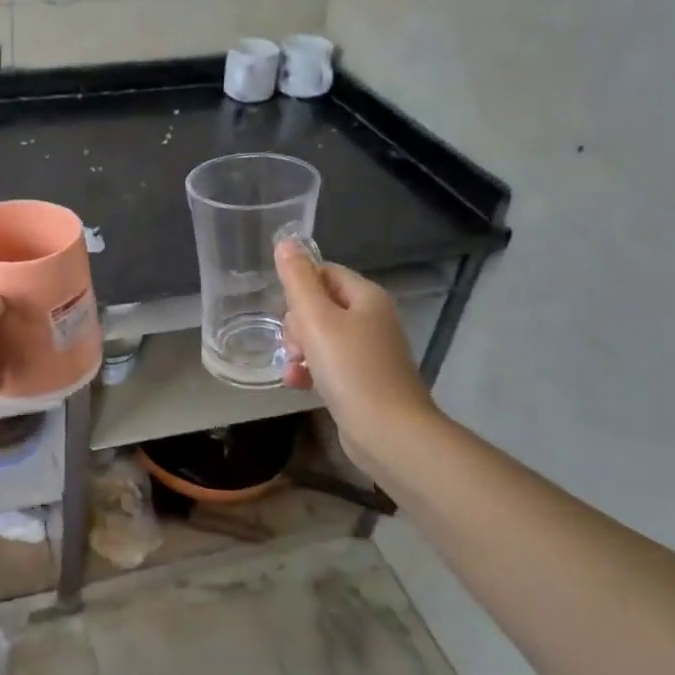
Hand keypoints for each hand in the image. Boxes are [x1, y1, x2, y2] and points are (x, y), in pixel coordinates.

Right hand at [276, 240, 437, 472]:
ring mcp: (370, 352)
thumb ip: (298, 280)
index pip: (325, 273)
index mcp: (367, 297)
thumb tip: (286, 241)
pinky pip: (329, 364)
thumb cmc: (351, 369)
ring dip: (300, 349)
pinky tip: (298, 384)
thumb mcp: (316, 319)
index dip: (299, 288)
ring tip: (293, 367)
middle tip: (295, 344)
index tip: (287, 311)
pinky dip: (311, 371)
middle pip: (321, 305)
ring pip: (321, 337)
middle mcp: (373, 319)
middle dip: (297, 323)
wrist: (388, 432)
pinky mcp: (364, 381)